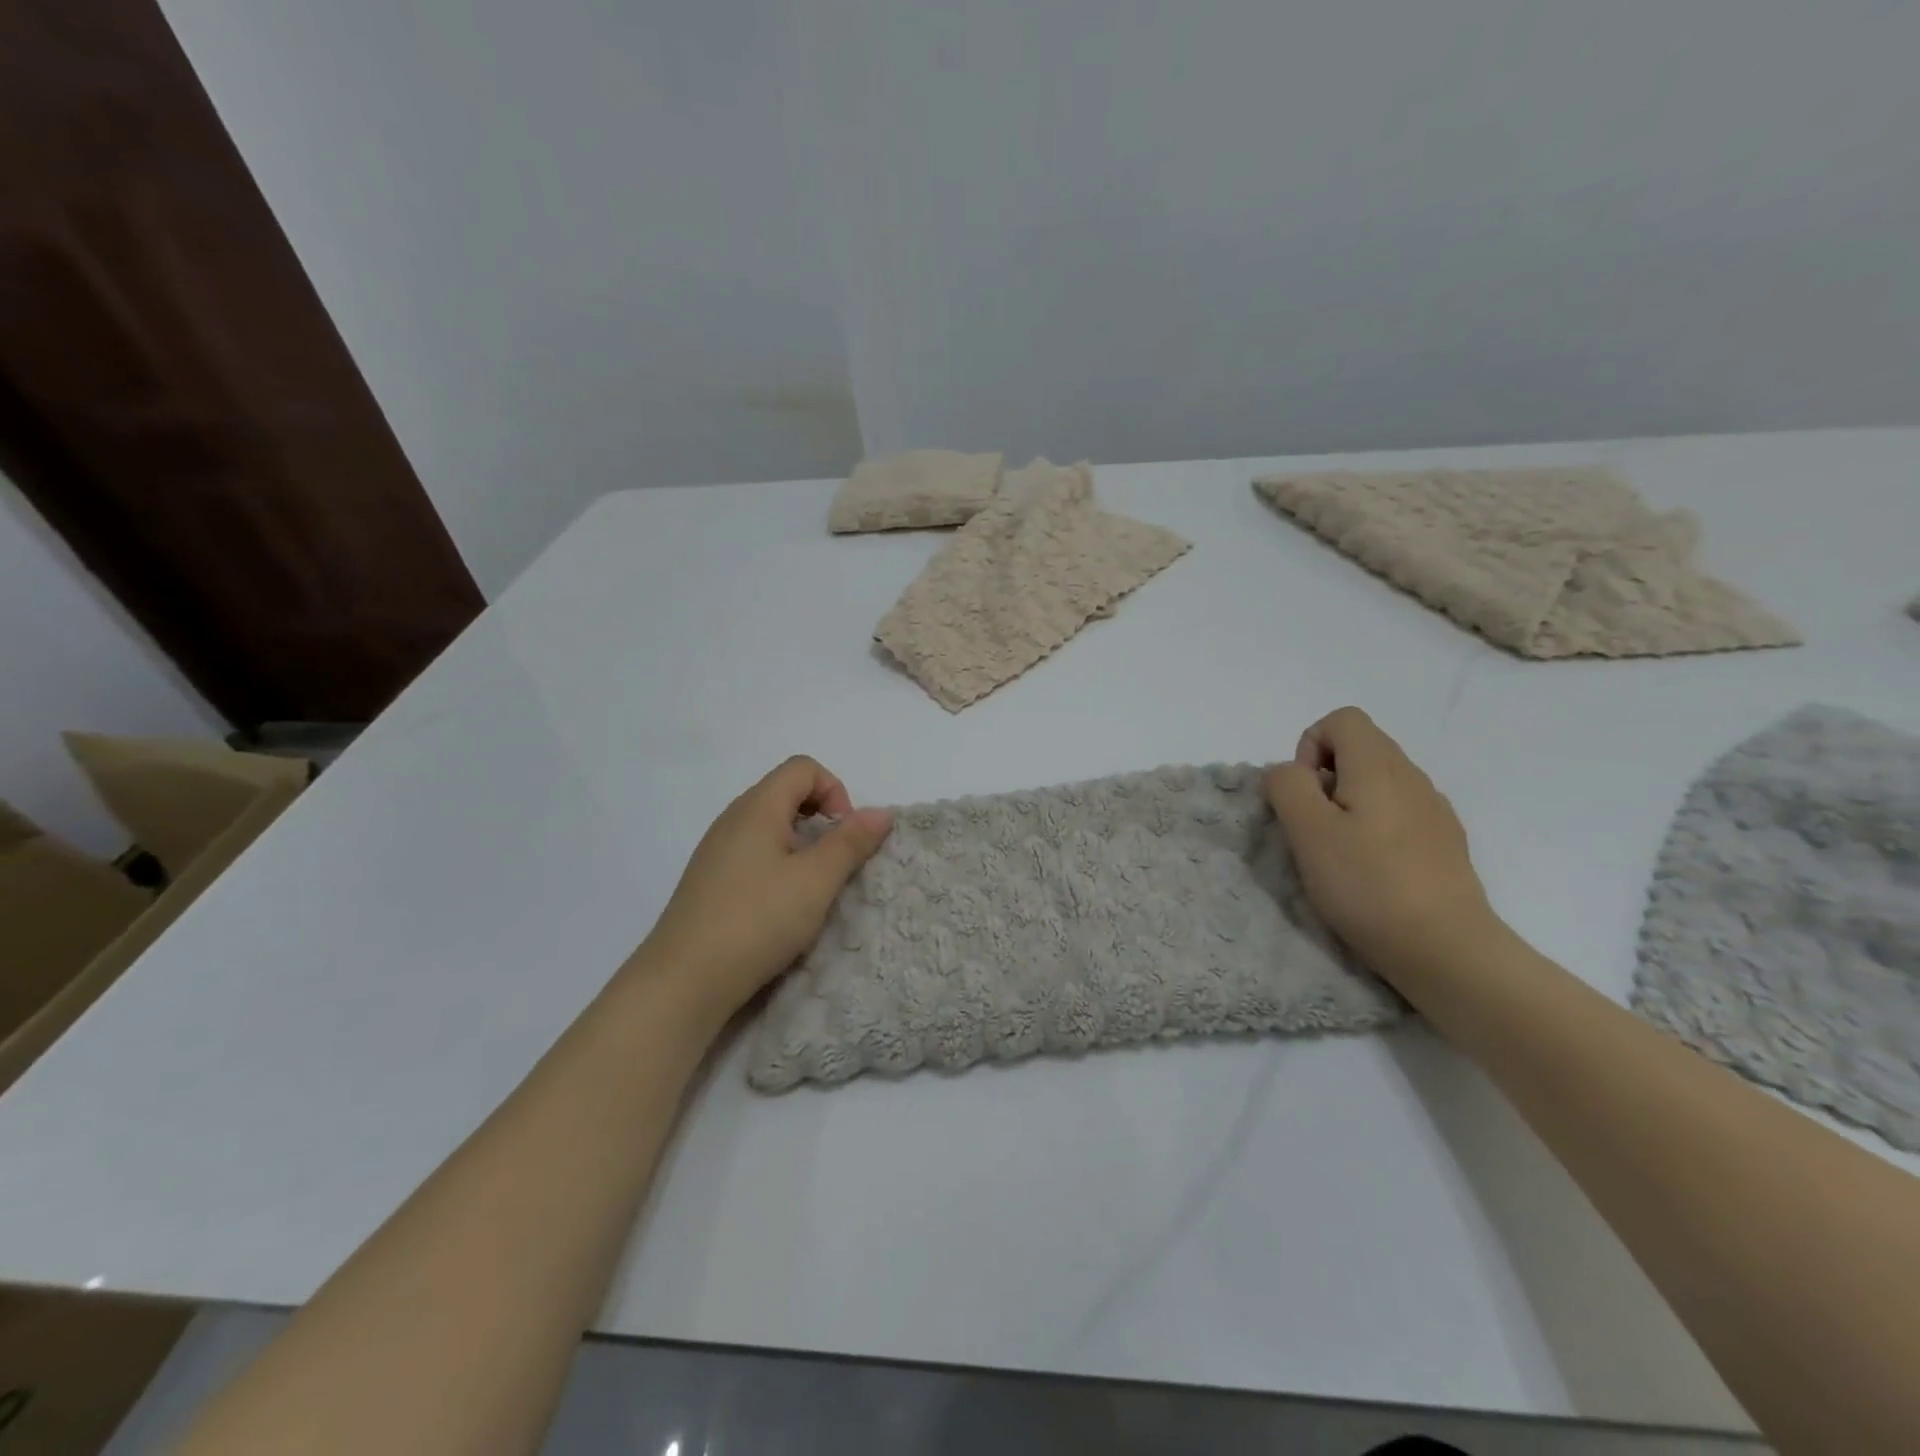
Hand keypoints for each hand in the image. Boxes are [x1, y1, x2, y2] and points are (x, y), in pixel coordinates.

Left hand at [640, 756, 891, 1019]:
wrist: (683, 981)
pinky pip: (752, 853)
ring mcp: (715, 850)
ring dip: (800, 845)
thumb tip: (881, 812)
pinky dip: (777, 865)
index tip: (844, 836)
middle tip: (833, 863)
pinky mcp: (708, 880)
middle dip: (820, 819)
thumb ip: (851, 842)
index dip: (835, 791)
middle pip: (785, 792)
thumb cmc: (757, 921)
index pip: (803, 768)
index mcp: (757, 807)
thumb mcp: (816, 881)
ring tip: (809, 888)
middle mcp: (732, 818)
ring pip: (769, 825)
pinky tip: (778, 906)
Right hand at [1264, 707, 1501, 986]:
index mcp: (1379, 766)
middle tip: (1315, 828)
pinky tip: (1373, 870)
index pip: (1341, 720)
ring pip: (1379, 782)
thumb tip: (1290, 772)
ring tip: (1341, 853)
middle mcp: (1412, 776)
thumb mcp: (1307, 832)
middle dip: (1325, 778)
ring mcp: (1434, 810)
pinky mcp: (1444, 842)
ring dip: (1348, 804)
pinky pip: (1399, 812)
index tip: (1304, 795)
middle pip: (1360, 747)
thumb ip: (1288, 786)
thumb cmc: (1367, 885)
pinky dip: (1375, 827)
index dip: (1310, 747)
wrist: (1447, 949)